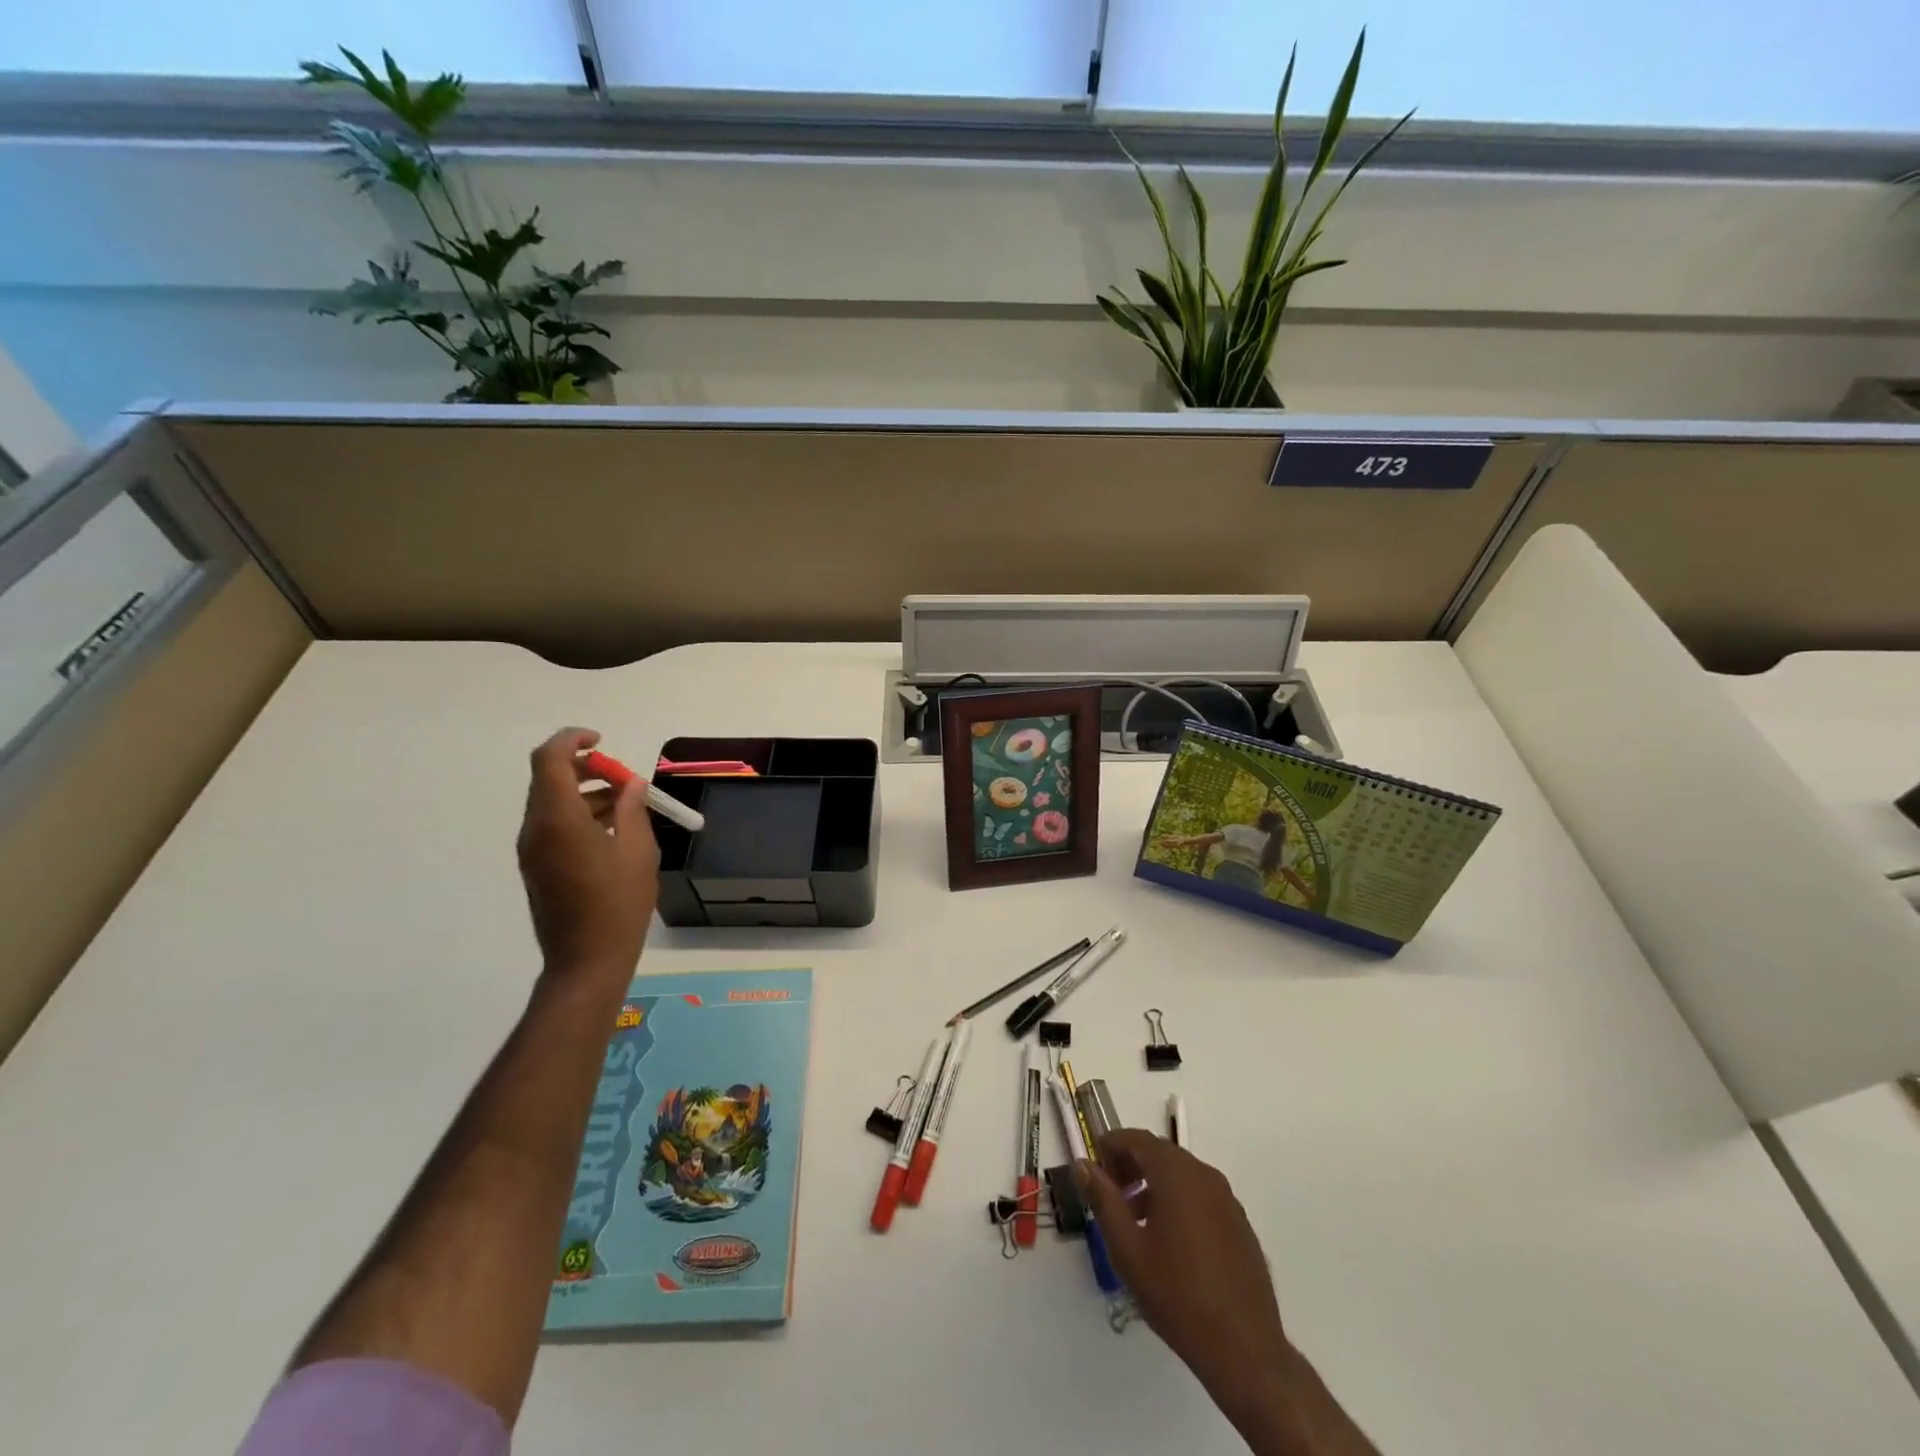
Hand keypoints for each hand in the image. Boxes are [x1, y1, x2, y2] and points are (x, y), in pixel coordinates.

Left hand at [516, 728, 659, 979]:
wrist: (586, 961)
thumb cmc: (618, 904)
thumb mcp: (638, 851)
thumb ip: (632, 809)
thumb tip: (630, 784)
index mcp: (558, 819)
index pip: (550, 759)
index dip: (572, 740)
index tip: (602, 739)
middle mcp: (536, 829)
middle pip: (548, 779)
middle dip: (584, 767)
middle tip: (621, 777)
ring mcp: (532, 850)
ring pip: (551, 803)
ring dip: (584, 792)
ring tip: (625, 804)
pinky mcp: (536, 868)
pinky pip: (552, 826)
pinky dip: (578, 814)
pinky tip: (611, 831)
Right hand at [1079, 1132, 1376, 1455]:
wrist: (1244, 1349)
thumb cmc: (1177, 1295)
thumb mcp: (1127, 1249)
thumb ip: (1103, 1200)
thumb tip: (1082, 1165)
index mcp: (1176, 1174)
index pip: (1136, 1139)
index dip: (1110, 1145)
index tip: (1093, 1165)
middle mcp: (1204, 1175)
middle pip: (1159, 1153)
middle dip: (1130, 1165)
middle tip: (1109, 1192)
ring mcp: (1227, 1199)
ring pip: (1181, 1174)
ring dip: (1153, 1183)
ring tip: (1134, 1219)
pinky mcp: (1239, 1223)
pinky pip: (1200, 1195)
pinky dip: (1177, 1199)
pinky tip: (1168, 1239)